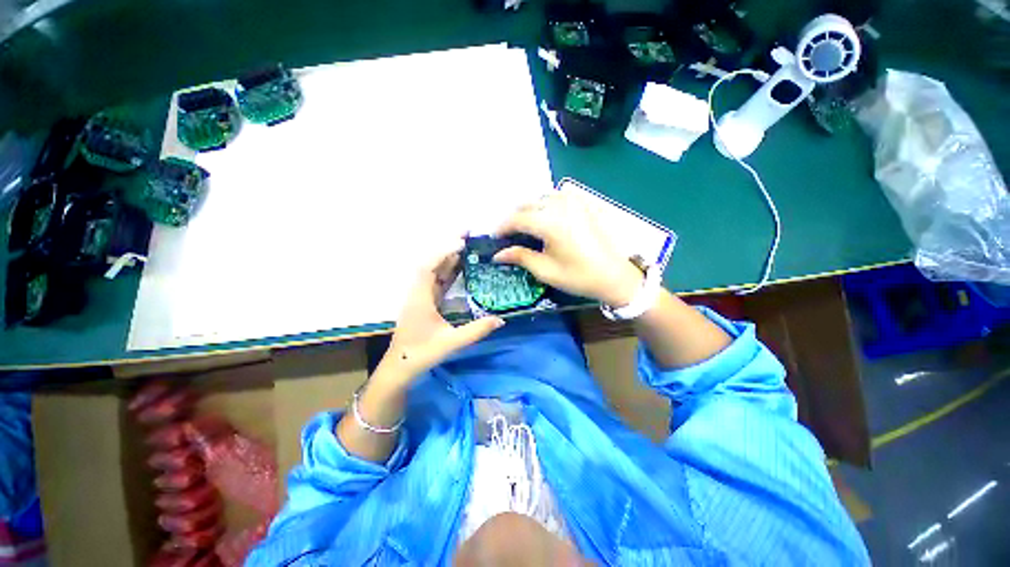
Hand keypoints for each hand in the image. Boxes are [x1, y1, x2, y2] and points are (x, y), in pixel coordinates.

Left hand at [378, 243, 504, 384]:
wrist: (401, 366)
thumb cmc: (422, 354)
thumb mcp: (451, 343)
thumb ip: (476, 331)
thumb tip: (500, 319)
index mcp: (421, 298)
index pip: (429, 268)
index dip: (444, 252)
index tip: (462, 243)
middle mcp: (419, 292)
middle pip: (432, 263)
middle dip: (448, 247)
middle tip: (467, 234)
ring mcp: (421, 296)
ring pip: (434, 271)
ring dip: (448, 257)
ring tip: (467, 245)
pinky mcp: (425, 301)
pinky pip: (437, 280)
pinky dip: (448, 270)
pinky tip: (460, 266)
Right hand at [493, 193, 643, 306]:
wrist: (614, 275)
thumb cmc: (578, 276)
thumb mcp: (545, 270)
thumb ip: (520, 257)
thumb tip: (498, 254)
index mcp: (549, 222)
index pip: (516, 219)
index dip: (502, 227)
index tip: (494, 237)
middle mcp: (560, 205)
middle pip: (527, 205)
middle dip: (514, 218)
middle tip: (508, 235)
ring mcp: (574, 201)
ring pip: (541, 198)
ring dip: (529, 210)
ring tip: (525, 227)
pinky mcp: (583, 203)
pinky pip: (557, 197)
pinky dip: (546, 204)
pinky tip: (546, 218)